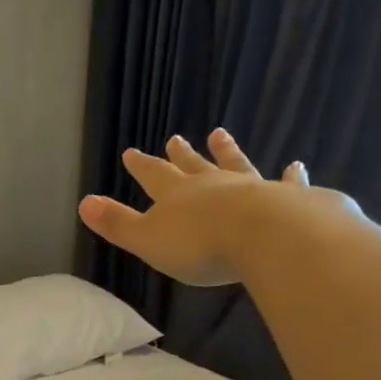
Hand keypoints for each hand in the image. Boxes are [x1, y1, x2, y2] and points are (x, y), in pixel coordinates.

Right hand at [79, 130, 327, 286]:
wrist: (266, 238)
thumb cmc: (200, 245)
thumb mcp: (148, 240)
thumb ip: (117, 223)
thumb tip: (83, 203)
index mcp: (177, 195)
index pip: (153, 175)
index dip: (141, 165)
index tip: (131, 151)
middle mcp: (212, 185)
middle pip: (193, 166)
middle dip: (181, 154)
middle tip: (175, 138)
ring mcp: (251, 188)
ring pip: (235, 165)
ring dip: (227, 151)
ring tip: (220, 134)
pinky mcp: (288, 199)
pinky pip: (287, 183)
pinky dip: (290, 176)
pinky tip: (296, 166)